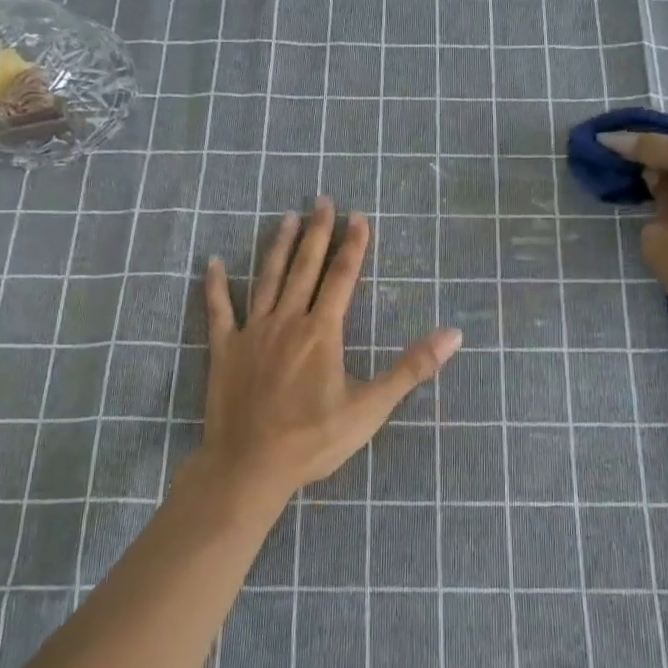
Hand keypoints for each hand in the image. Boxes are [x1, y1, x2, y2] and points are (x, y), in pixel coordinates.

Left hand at [190, 199, 461, 508]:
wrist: (250, 466)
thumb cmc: (314, 439)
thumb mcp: (371, 407)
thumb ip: (412, 368)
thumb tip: (453, 334)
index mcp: (322, 331)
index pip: (342, 277)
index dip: (353, 245)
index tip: (359, 217)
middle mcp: (287, 321)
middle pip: (305, 268)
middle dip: (317, 233)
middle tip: (323, 201)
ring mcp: (252, 332)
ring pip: (267, 279)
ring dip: (278, 247)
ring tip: (286, 218)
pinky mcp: (224, 350)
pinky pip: (219, 310)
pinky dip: (215, 285)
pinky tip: (213, 262)